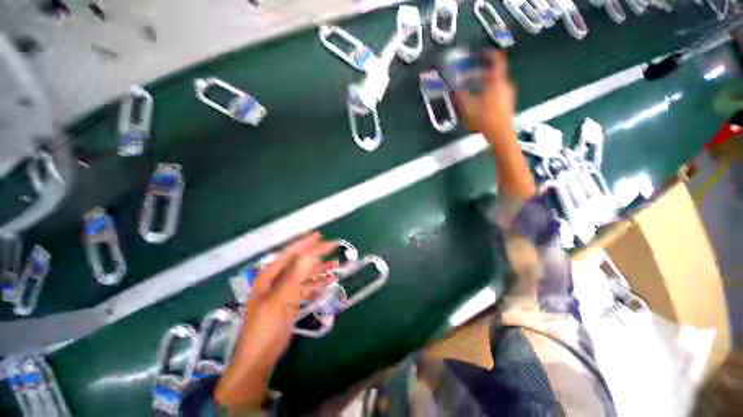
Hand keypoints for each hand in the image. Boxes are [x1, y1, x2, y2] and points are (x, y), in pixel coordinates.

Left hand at [215, 233, 336, 407]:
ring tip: (336, 265)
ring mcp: (285, 291)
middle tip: (333, 249)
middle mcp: (277, 280)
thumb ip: (295, 277)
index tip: (320, 237)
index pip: (289, 253)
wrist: (259, 358)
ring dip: (320, 270)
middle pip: (300, 262)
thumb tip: (310, 255)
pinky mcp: (291, 302)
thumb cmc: (264, 328)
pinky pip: (307, 287)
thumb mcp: (279, 301)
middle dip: (317, 255)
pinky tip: (329, 282)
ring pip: (306, 274)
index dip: (304, 243)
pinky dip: (318, 284)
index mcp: (269, 276)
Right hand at [455, 51, 516, 138]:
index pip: (497, 60)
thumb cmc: (486, 120)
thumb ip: (460, 95)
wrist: (501, 135)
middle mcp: (505, 86)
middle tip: (468, 76)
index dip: (489, 54)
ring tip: (471, 89)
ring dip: (482, 83)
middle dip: (479, 73)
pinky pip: (496, 92)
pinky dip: (487, 91)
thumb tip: (453, 87)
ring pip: (495, 83)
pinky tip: (478, 100)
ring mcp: (507, 95)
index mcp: (498, 82)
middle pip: (493, 73)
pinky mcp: (506, 104)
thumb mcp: (469, 107)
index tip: (481, 53)